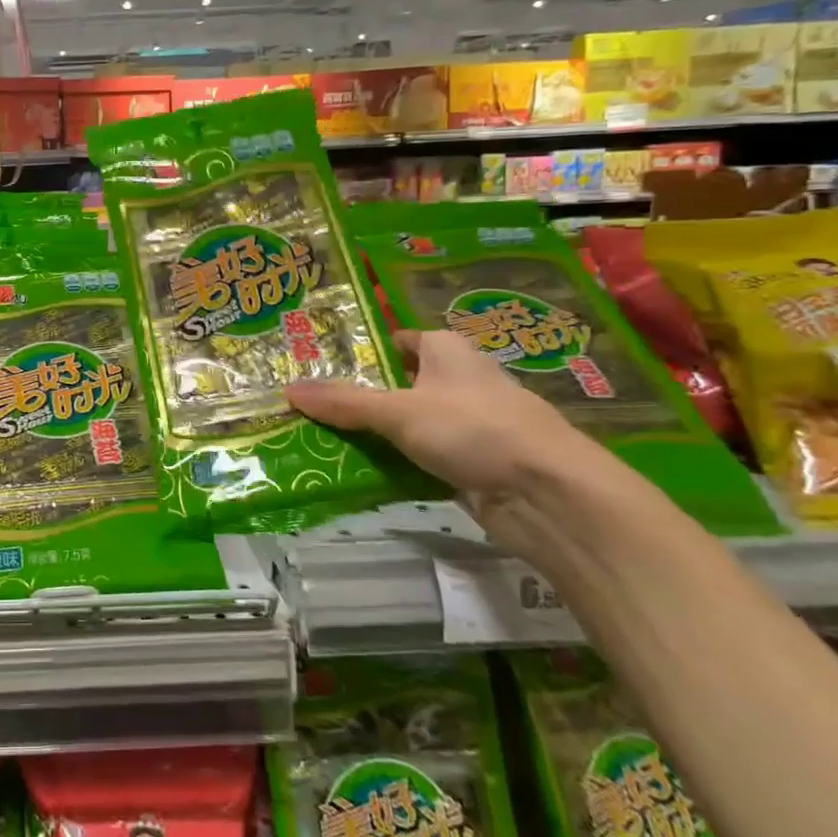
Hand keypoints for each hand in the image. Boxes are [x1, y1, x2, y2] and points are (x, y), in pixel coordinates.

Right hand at [287, 329, 610, 550]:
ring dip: (379, 434)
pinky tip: (365, 473)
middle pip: (402, 384)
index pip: (400, 340)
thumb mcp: (399, 411)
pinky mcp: (475, 465)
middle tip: (313, 406)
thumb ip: (344, 402)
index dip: (366, 350)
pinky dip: (400, 464)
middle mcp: (461, 382)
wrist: (549, 495)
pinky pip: (425, 458)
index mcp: (448, 351)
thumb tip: (288, 389)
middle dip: (362, 396)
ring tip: (325, 439)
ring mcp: (471, 426)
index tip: (324, 365)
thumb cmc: (474, 429)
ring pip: (413, 424)